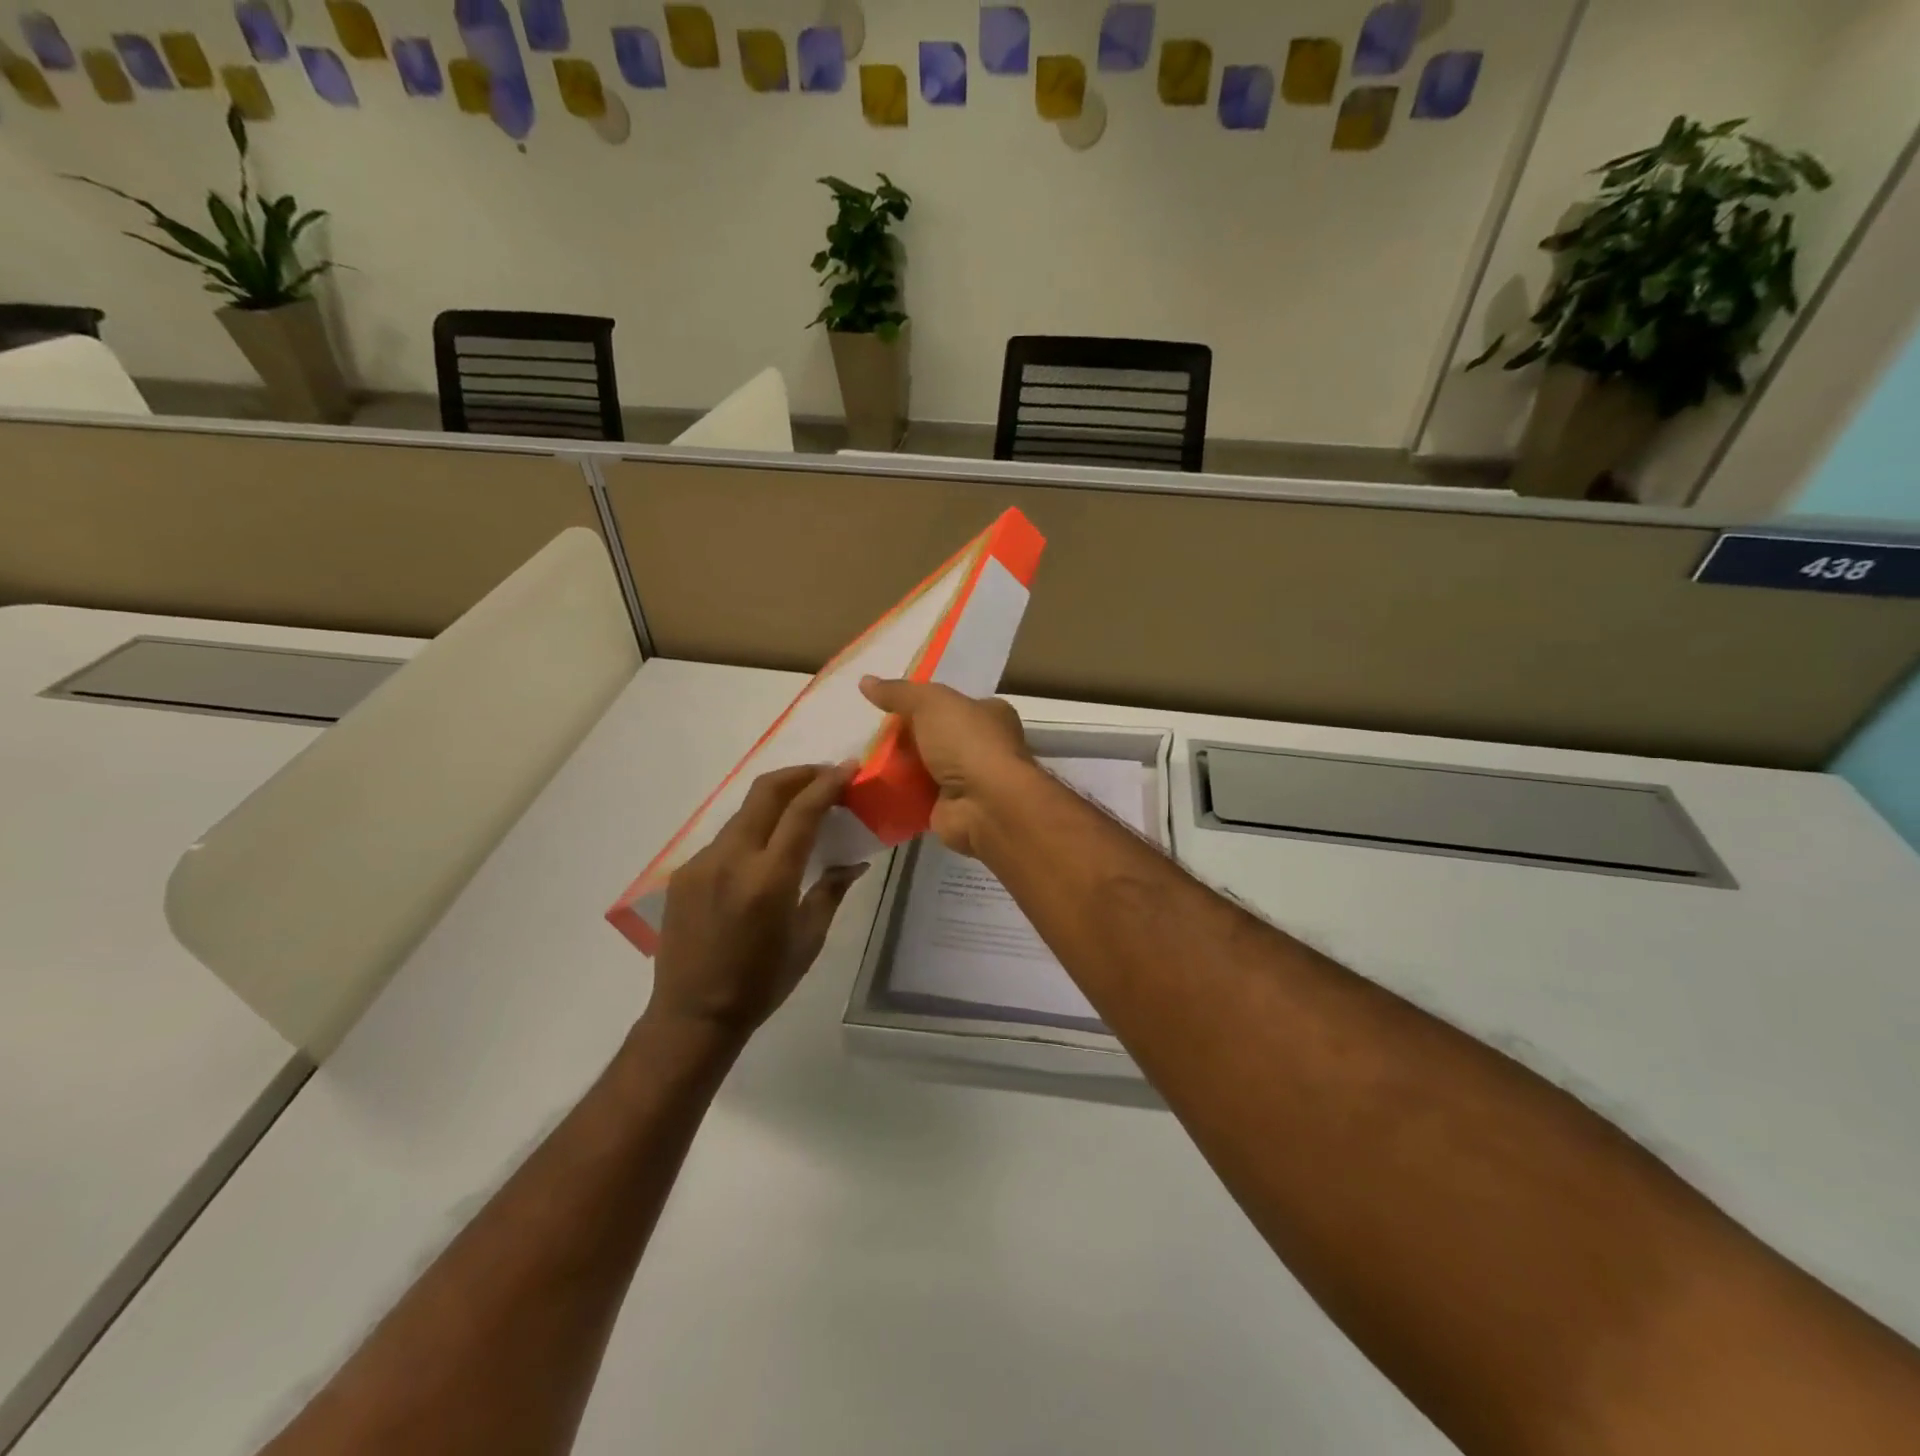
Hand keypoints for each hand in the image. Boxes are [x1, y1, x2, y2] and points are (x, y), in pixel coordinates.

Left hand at [647, 764, 867, 1038]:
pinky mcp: (684, 872)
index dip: (828, 782)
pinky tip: (764, 851)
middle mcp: (732, 859)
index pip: (802, 810)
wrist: (693, 1014)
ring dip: (776, 801)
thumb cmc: (762, 983)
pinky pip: (725, 838)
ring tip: (800, 811)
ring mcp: (702, 862)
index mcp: (769, 878)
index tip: (849, 767)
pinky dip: (753, 831)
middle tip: (827, 775)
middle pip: (766, 791)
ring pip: (745, 812)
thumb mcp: (808, 939)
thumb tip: (855, 862)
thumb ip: (831, 891)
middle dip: (800, 774)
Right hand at [859, 676, 1034, 857]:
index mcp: (990, 714)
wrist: (984, 804)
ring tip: (861, 759)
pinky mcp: (950, 808)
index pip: (954, 703)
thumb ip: (899, 693)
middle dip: (906, 737)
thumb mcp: (930, 703)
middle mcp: (983, 746)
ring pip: (924, 767)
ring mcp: (968, 780)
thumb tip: (865, 681)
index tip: (891, 705)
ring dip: (898, 767)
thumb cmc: (967, 742)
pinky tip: (870, 787)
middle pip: (936, 736)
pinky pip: (916, 797)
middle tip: (871, 734)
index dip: (924, 703)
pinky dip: (897, 793)